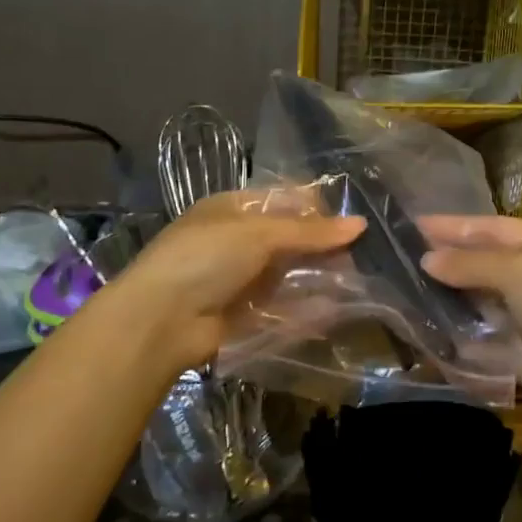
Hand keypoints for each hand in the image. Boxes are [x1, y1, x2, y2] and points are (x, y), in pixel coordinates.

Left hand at [101, 191, 364, 374]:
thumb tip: (360, 224)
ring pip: (287, 275)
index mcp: (232, 209)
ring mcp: (238, 279)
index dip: (316, 209)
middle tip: (359, 257)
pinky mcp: (242, 314)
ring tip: (355, 284)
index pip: (282, 200)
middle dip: (321, 248)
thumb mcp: (258, 234)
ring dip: (316, 279)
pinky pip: (281, 308)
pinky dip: (305, 309)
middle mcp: (236, 241)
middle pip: (288, 239)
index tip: (351, 223)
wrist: (160, 320)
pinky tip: (333, 311)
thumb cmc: (205, 258)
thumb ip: (310, 232)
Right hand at [420, 214, 521, 436]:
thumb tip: (427, 259)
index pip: (492, 228)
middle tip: (399, 260)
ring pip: (481, 304)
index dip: (454, 226)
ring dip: (448, 300)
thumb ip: (471, 264)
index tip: (413, 224)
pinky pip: (484, 341)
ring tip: (403, 294)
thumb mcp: (520, 272)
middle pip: (485, 265)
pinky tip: (425, 332)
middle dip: (447, 263)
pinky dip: (458, 338)